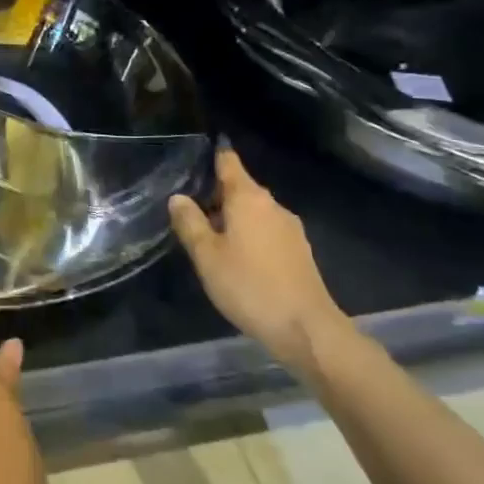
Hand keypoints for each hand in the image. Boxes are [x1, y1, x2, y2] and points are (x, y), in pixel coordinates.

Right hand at [169, 148, 350, 377]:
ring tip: (208, 235)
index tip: (195, 155)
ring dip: (232, 217)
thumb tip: (178, 197)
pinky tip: (236, 256)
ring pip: (254, 211)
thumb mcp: (207, 256)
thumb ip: (190, 223)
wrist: (306, 329)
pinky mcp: (299, 251)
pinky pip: (267, 230)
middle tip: (189, 207)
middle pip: (241, 187)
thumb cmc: (249, 286)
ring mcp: (290, 228)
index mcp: (248, 198)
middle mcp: (272, 205)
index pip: (229, 162)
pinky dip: (249, 233)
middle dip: (216, 193)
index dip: (213, 155)